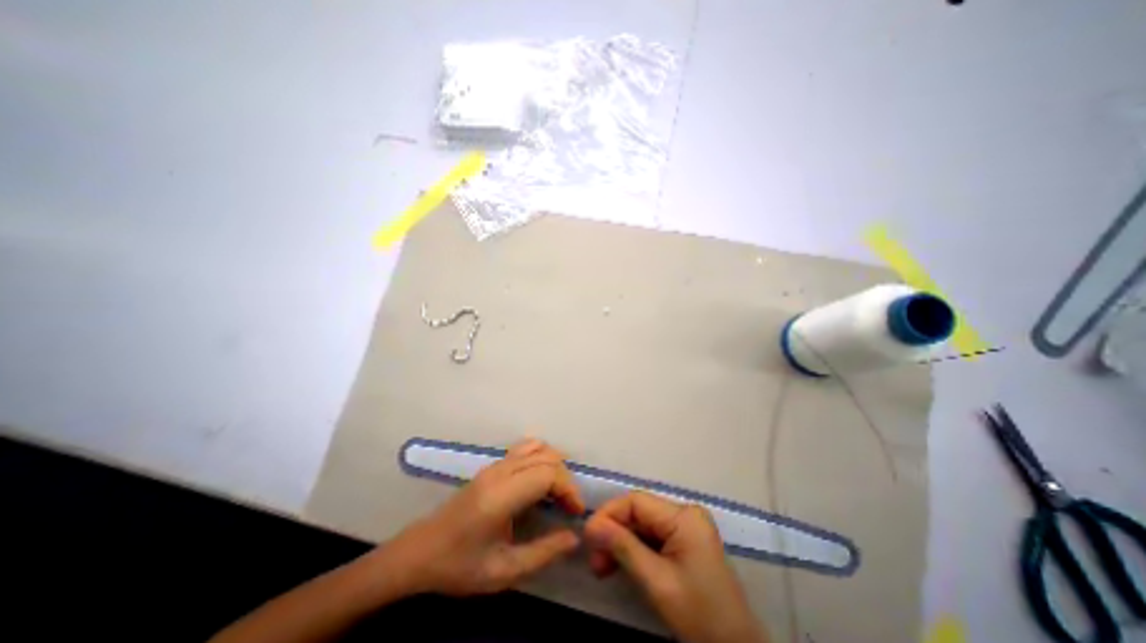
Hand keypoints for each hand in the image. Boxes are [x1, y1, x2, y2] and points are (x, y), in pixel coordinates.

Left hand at [391, 439, 585, 593]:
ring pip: (537, 447)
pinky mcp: (492, 465)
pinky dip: (541, 457)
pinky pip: (525, 448)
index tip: (574, 512)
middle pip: (546, 457)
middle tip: (568, 507)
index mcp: (501, 496)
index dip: (568, 488)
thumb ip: (543, 553)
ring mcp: (495, 465)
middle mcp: (500, 472)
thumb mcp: (503, 571)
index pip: (547, 473)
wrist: (420, 551)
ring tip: (557, 492)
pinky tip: (540, 480)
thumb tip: (575, 537)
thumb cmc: (459, 566)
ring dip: (554, 465)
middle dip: (565, 479)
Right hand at [584, 491, 764, 641]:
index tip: (588, 537)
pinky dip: (633, 550)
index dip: (609, 514)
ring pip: (642, 525)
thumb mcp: (657, 581)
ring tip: (602, 567)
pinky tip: (619, 566)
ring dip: (620, 544)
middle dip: (613, 533)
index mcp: (684, 517)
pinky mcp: (684, 541)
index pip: (636, 502)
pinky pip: (652, 537)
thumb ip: (623, 548)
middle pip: (638, 513)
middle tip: (594, 560)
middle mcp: (685, 514)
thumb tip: (590, 526)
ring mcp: (686, 527)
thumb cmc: (700, 616)